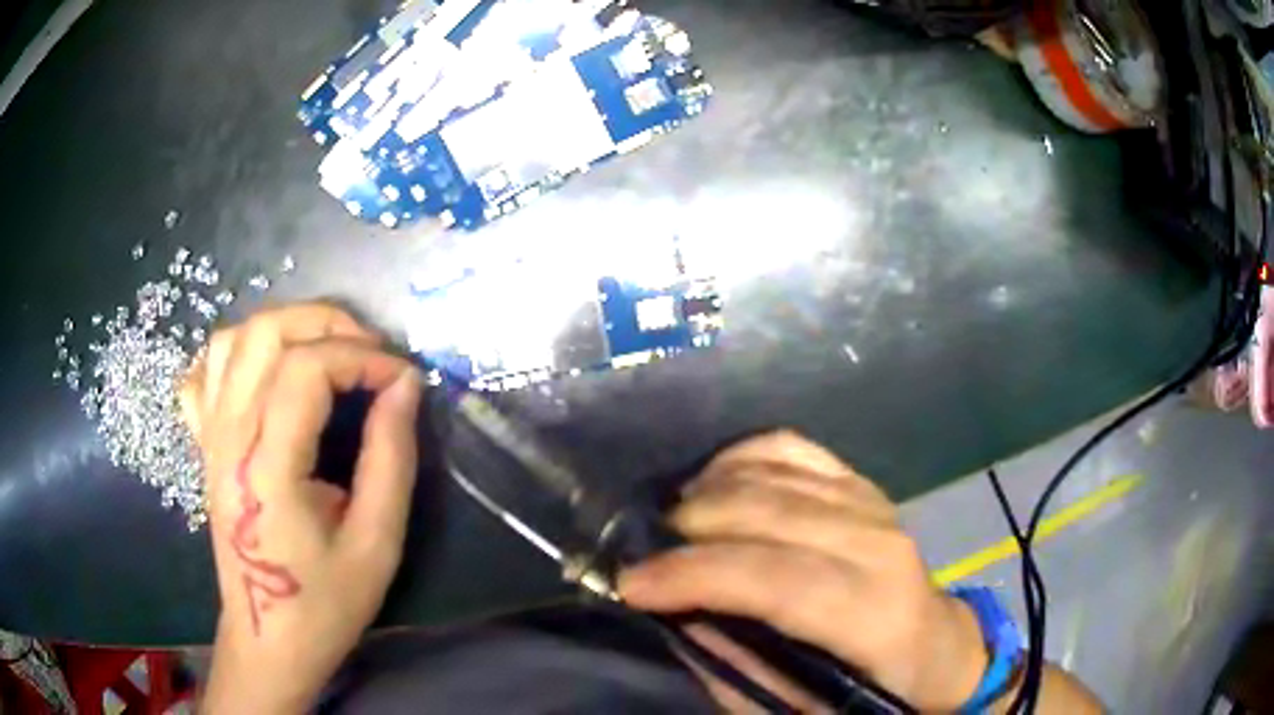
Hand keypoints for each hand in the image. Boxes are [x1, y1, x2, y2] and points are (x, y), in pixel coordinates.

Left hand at [183, 303, 421, 713]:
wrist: (269, 639)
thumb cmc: (324, 603)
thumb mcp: (377, 543)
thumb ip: (391, 458)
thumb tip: (404, 386)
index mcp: (267, 467)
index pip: (306, 369)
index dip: (362, 357)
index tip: (403, 380)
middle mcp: (229, 438)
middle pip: (265, 333)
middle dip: (326, 323)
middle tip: (369, 353)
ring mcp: (210, 438)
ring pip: (232, 339)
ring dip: (285, 328)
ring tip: (324, 353)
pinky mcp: (205, 445)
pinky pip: (205, 372)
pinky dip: (236, 354)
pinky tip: (265, 373)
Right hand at [619, 431, 986, 712]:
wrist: (935, 647)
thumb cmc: (873, 690)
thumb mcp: (801, 709)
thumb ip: (739, 669)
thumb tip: (678, 618)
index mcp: (873, 613)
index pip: (776, 579)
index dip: (696, 576)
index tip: (631, 585)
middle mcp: (877, 543)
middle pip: (766, 513)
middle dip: (687, 530)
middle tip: (640, 555)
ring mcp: (871, 502)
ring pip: (771, 473)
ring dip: (704, 493)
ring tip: (668, 526)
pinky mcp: (861, 483)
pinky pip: (790, 447)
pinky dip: (740, 457)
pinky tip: (712, 482)